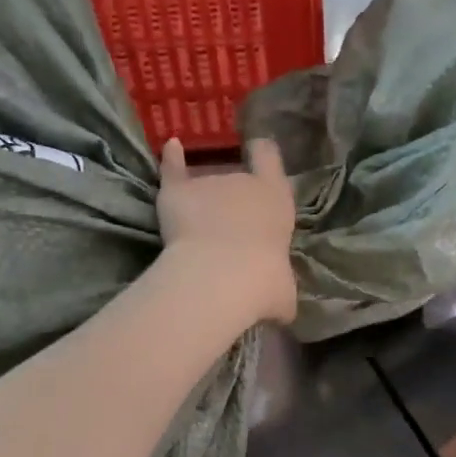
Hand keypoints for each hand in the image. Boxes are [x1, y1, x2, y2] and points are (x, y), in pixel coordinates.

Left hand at [157, 137, 297, 325]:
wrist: (219, 278)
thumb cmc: (263, 284)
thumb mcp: (285, 295)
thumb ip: (282, 291)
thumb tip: (282, 309)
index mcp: (276, 199)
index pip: (270, 159)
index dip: (264, 156)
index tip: (259, 153)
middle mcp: (243, 182)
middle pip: (236, 179)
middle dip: (231, 199)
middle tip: (227, 229)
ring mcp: (208, 183)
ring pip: (204, 185)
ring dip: (202, 202)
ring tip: (195, 228)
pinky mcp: (177, 192)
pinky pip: (172, 170)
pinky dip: (170, 160)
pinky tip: (170, 147)